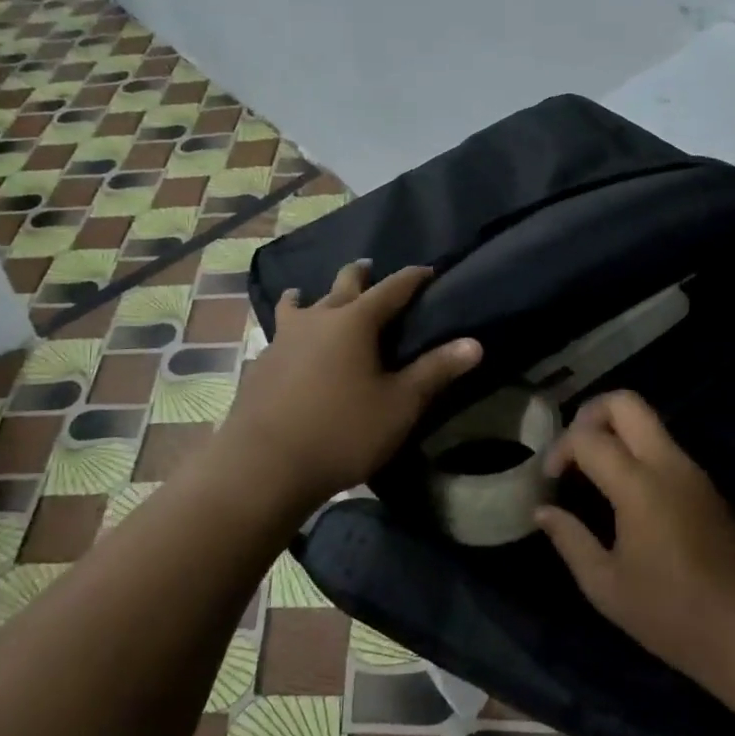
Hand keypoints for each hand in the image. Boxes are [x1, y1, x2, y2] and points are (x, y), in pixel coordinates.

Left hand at [215, 262, 481, 515]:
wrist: (263, 466)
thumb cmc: (342, 432)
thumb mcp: (399, 405)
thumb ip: (435, 371)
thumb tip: (474, 344)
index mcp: (354, 322)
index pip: (391, 288)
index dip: (412, 278)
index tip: (427, 270)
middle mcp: (316, 319)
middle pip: (341, 285)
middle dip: (358, 275)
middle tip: (368, 268)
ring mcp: (282, 340)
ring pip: (297, 304)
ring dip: (308, 296)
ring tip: (307, 295)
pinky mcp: (260, 364)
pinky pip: (279, 334)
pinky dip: (289, 330)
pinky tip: (288, 348)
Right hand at [535, 391, 734, 693]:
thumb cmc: (671, 613)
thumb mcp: (606, 585)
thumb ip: (570, 539)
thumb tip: (543, 511)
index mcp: (639, 485)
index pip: (588, 438)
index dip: (560, 450)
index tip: (549, 480)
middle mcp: (667, 464)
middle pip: (626, 403)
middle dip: (590, 413)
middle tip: (573, 449)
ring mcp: (692, 470)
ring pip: (648, 421)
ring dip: (615, 430)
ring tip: (592, 469)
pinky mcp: (705, 484)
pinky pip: (663, 446)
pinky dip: (635, 449)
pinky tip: (622, 489)